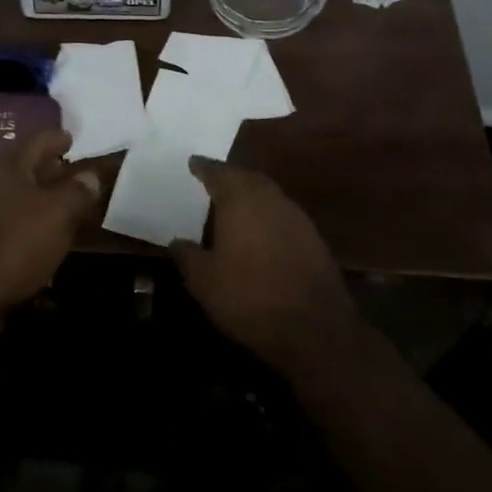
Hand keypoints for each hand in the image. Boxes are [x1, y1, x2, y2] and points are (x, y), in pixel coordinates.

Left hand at [0, 129, 100, 320]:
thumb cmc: (16, 243)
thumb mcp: (58, 213)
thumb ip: (78, 191)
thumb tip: (91, 175)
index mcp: (10, 167)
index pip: (38, 139)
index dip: (57, 137)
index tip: (72, 138)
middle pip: (26, 168)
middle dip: (50, 169)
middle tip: (74, 173)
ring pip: (19, 198)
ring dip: (42, 200)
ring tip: (66, 208)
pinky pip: (12, 226)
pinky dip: (31, 227)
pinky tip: (46, 241)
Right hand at [172, 158, 362, 379]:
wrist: (315, 329)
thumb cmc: (250, 297)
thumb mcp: (204, 282)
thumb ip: (187, 256)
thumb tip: (177, 241)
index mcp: (240, 199)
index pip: (218, 173)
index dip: (203, 167)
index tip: (193, 162)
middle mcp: (270, 198)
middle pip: (247, 178)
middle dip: (230, 177)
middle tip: (214, 180)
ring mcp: (296, 217)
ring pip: (268, 195)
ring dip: (251, 195)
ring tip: (234, 205)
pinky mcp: (314, 239)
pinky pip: (283, 215)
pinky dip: (268, 216)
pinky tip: (260, 232)